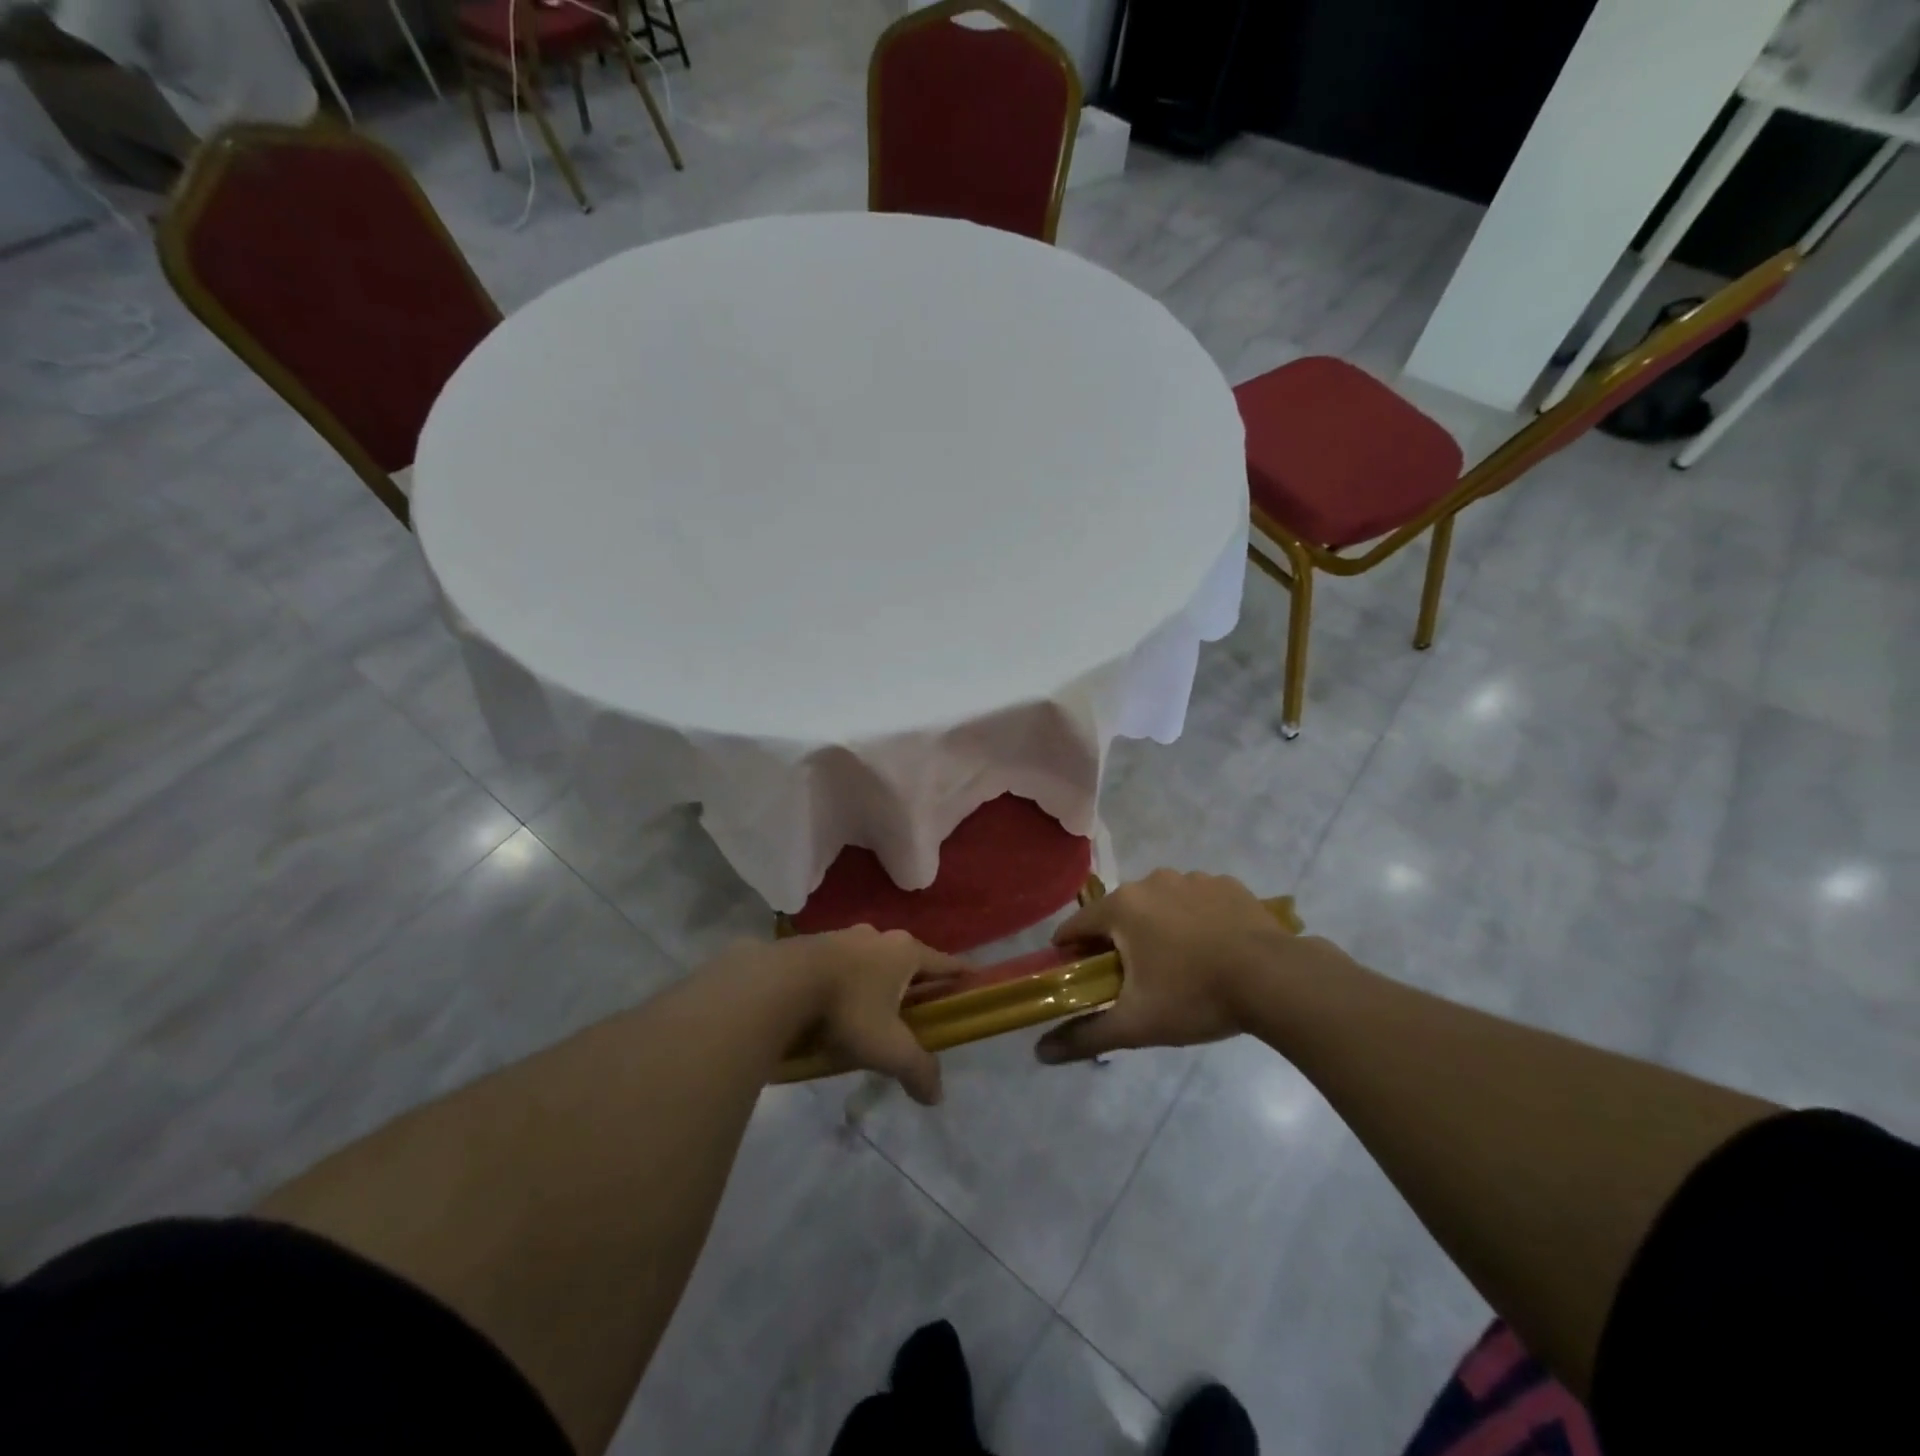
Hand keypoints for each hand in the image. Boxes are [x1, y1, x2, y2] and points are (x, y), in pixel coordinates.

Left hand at [776, 926, 966, 1105]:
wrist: (781, 983)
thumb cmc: (847, 1009)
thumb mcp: (888, 1047)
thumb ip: (917, 1069)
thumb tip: (936, 1096)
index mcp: (905, 952)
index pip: (945, 962)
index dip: (961, 974)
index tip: (973, 981)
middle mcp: (879, 936)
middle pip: (908, 959)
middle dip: (916, 981)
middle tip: (920, 1006)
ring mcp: (844, 936)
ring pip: (873, 959)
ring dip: (878, 979)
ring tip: (875, 1008)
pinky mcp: (815, 944)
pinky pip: (842, 963)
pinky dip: (848, 981)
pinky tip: (837, 1003)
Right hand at [1035, 870, 1297, 1063]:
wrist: (1275, 979)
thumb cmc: (1195, 996)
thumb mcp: (1136, 1024)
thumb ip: (1086, 1036)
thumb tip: (1040, 1053)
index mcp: (1122, 906)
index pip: (1077, 926)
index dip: (1070, 953)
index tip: (1076, 976)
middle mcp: (1152, 881)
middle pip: (1119, 913)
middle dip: (1119, 942)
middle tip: (1133, 980)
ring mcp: (1192, 879)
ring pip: (1160, 904)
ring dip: (1158, 928)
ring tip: (1179, 966)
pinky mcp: (1227, 885)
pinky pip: (1197, 901)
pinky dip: (1195, 919)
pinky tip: (1213, 949)